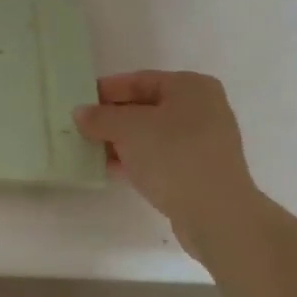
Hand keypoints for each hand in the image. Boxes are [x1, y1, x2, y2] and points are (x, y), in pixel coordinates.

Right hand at [75, 71, 257, 255]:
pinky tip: (109, 168)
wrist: (217, 216)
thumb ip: (100, 117)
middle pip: (145, 107)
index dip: (106, 90)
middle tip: (80, 127)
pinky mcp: (198, 172)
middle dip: (111, 118)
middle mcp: (202, 109)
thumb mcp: (128, 129)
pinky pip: (159, 158)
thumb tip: (80, 114)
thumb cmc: (174, 156)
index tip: (79, 102)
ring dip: (120, 141)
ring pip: (151, 135)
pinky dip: (135, 159)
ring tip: (88, 149)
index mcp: (191, 87)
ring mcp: (203, 143)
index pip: (139, 80)